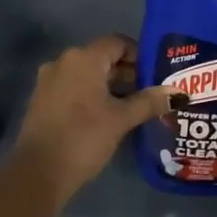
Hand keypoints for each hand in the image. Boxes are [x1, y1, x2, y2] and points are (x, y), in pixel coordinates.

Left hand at [8, 35, 172, 200]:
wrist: (38, 173)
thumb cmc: (84, 137)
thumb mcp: (121, 119)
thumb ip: (149, 102)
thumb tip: (178, 93)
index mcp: (83, 58)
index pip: (118, 43)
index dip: (140, 55)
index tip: (156, 74)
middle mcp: (63, 62)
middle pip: (102, 58)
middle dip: (128, 73)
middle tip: (150, 93)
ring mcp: (49, 81)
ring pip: (88, 75)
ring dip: (111, 86)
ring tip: (134, 107)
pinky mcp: (42, 100)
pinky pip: (74, 88)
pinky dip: (92, 96)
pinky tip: (108, 117)